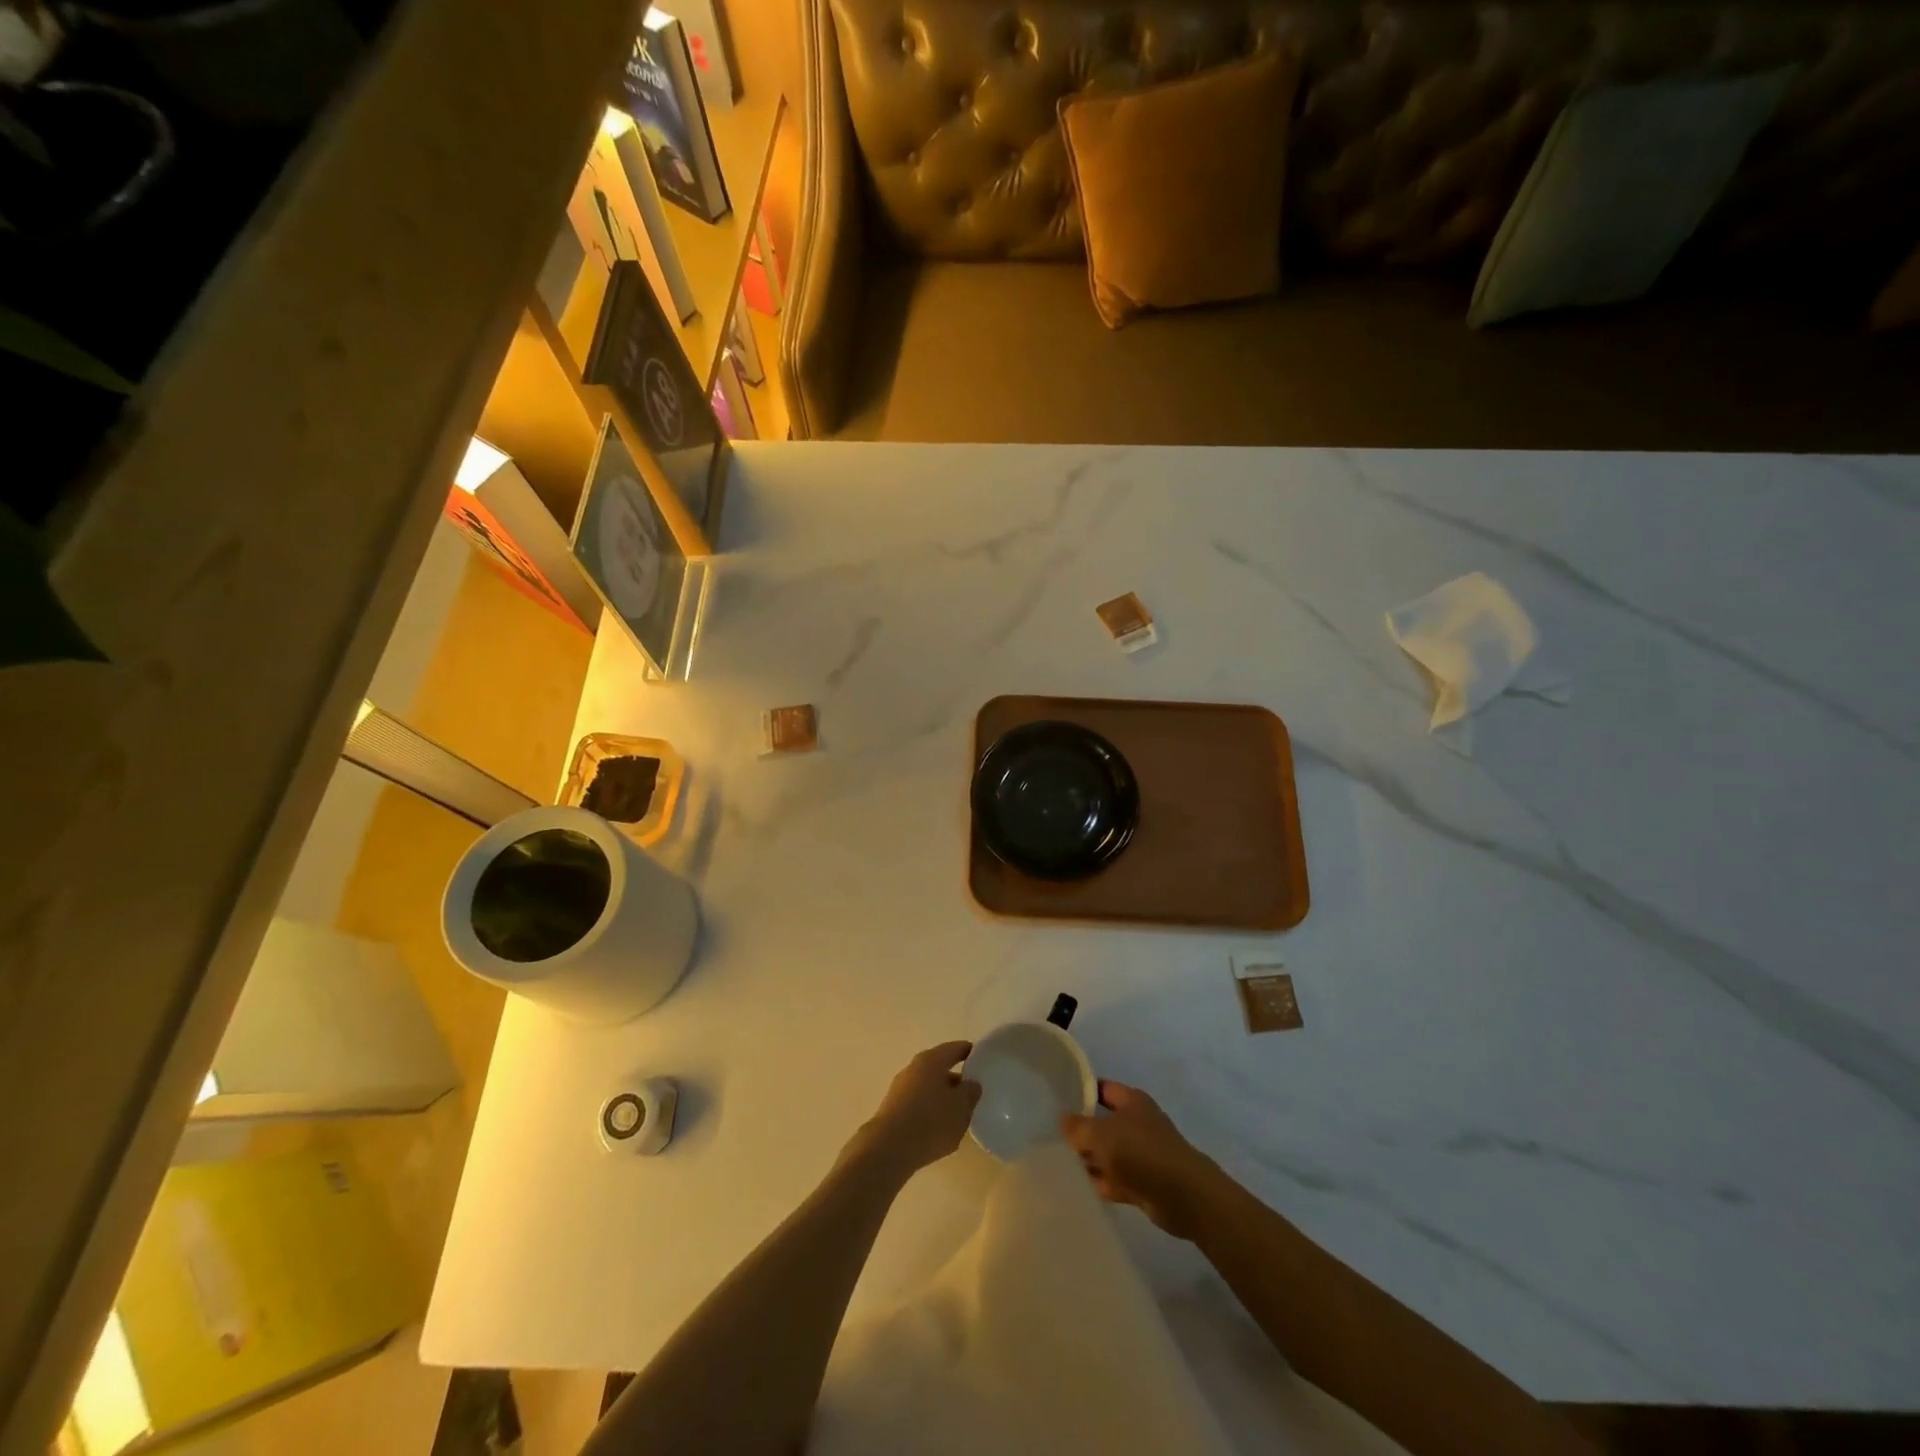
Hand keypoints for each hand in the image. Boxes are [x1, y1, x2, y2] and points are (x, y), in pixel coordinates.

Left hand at [852, 1041, 980, 1177]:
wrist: (888, 1149)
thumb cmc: (930, 1121)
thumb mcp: (961, 1107)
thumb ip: (970, 1092)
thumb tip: (970, 1083)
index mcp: (932, 1060)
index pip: (955, 1049)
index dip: (969, 1053)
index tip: (982, 1060)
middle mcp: (913, 1068)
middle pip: (940, 1069)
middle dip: (956, 1080)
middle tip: (973, 1093)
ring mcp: (900, 1089)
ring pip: (928, 1088)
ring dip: (942, 1098)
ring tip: (958, 1115)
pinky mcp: (893, 1111)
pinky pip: (918, 1105)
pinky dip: (930, 1112)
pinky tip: (938, 1129)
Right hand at [1061, 1081, 1222, 1239]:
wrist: (1182, 1196)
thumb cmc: (1141, 1152)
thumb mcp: (1101, 1134)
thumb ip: (1078, 1127)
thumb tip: (1062, 1119)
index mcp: (1131, 1101)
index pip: (1101, 1089)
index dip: (1080, 1092)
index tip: (1056, 1100)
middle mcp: (1136, 1123)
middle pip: (1102, 1123)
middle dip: (1080, 1131)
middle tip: (1049, 1136)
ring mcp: (1140, 1154)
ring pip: (1107, 1153)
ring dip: (1088, 1160)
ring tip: (1056, 1163)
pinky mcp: (1141, 1183)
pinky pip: (1113, 1179)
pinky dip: (1099, 1182)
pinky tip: (1076, 1187)